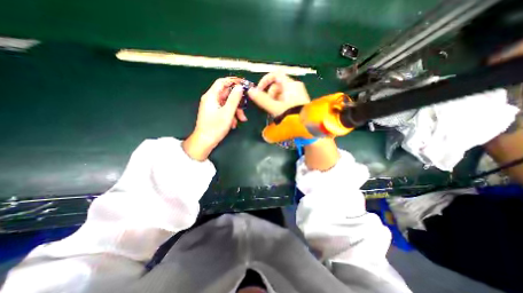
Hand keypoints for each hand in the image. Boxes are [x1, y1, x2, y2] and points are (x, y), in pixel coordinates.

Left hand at [182, 76, 247, 160]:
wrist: (205, 141)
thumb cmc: (215, 127)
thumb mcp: (227, 113)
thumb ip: (234, 99)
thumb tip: (239, 87)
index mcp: (211, 96)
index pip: (222, 82)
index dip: (233, 81)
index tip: (244, 84)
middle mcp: (211, 99)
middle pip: (227, 94)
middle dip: (237, 101)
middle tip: (245, 108)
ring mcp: (212, 106)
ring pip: (227, 103)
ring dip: (236, 110)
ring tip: (241, 120)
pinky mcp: (214, 113)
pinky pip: (225, 110)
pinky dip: (231, 115)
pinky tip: (234, 123)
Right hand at [248, 71, 339, 169]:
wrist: (307, 125)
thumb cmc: (291, 114)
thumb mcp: (275, 107)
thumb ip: (262, 99)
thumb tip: (250, 91)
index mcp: (290, 84)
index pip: (275, 75)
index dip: (265, 81)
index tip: (259, 90)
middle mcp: (295, 86)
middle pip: (277, 85)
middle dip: (270, 94)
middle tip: (270, 105)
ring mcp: (297, 93)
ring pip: (280, 92)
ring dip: (274, 100)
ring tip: (275, 111)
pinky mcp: (298, 100)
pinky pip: (285, 98)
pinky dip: (280, 103)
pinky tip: (280, 111)